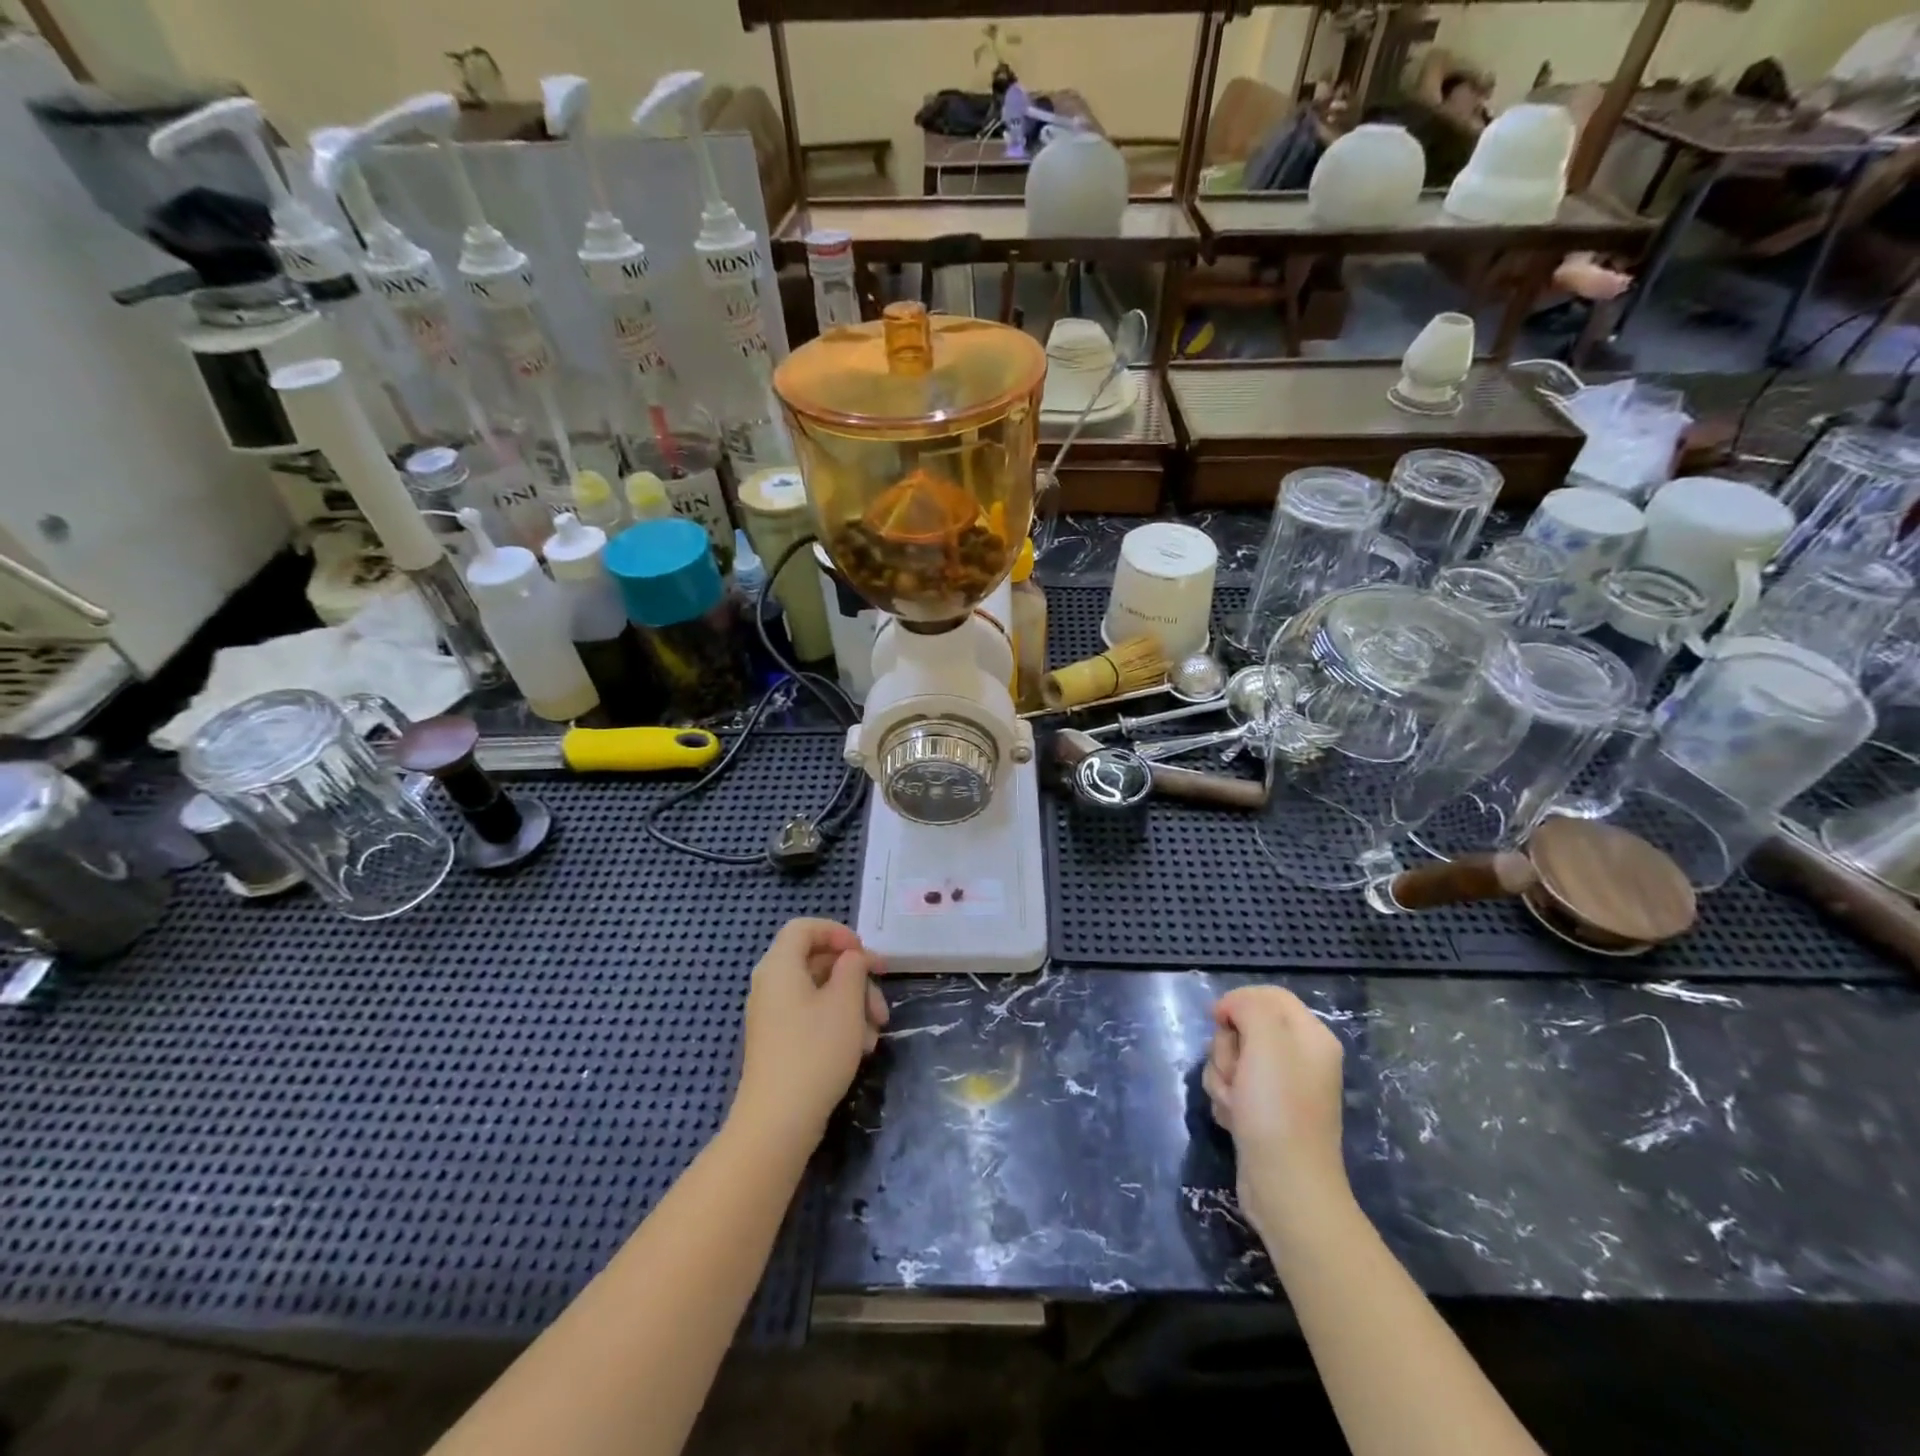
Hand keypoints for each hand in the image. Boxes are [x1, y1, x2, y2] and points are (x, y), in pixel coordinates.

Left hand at [732, 918, 886, 1146]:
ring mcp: (773, 1016)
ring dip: (853, 1005)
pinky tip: (860, 1048)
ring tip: (875, 1032)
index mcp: (780, 966)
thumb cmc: (814, 1051)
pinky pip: (812, 1017)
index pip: (805, 928)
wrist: (778, 1122)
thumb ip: (853, 968)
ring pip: (820, 992)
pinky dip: (839, 1024)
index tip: (865, 955)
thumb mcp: (845, 1002)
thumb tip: (851, 960)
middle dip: (856, 978)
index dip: (838, 933)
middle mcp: (771, 985)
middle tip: (882, 1001)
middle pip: (817, 962)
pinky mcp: (780, 1042)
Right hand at [1203, 986, 1349, 1241]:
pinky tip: (1235, 1121)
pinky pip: (1231, 1087)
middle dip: (1227, 1049)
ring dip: (1222, 1077)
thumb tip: (1231, 1008)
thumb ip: (1249, 1007)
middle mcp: (1299, 1058)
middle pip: (1244, 1026)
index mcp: (1311, 1036)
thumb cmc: (1278, 1110)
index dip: (1237, 1003)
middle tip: (1237, 1075)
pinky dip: (1225, 1100)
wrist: (1286, 1187)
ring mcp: (1280, 1087)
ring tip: (1236, 1104)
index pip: (1268, 995)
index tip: (1219, 1022)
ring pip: (1231, 1058)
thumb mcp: (1267, 1042)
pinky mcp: (1263, 1111)